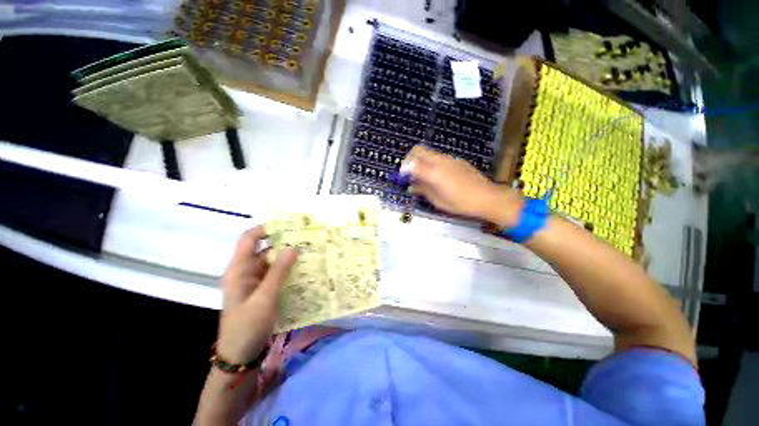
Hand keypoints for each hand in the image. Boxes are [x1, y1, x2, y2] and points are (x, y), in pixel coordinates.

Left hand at [216, 226, 296, 363]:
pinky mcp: (263, 290)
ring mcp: (255, 281)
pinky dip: (289, 270)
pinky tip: (304, 271)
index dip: (266, 229)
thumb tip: (293, 247)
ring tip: (310, 253)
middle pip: (265, 249)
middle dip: (285, 243)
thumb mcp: (265, 297)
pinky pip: (276, 274)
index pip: (249, 239)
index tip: (289, 227)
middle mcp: (246, 271)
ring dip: (289, 258)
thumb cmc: (248, 325)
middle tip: (307, 240)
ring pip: (273, 262)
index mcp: (239, 269)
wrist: (240, 355)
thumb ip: (279, 271)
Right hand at [405, 145, 523, 227]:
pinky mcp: (457, 160)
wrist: (487, 197)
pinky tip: (439, 177)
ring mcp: (450, 158)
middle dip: (410, 159)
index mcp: (433, 173)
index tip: (402, 178)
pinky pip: (439, 157)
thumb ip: (422, 190)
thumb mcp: (438, 201)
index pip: (411, 163)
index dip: (403, 169)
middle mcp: (440, 161)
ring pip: (429, 153)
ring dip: (422, 161)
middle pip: (418, 150)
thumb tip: (411, 186)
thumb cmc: (460, 203)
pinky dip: (432, 163)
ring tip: (424, 177)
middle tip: (410, 173)